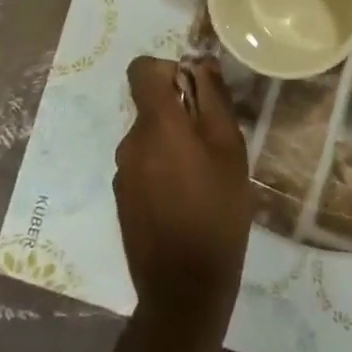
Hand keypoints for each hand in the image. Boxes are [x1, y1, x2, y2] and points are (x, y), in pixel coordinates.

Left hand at [115, 56, 252, 336]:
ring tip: (205, 174)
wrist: (184, 288)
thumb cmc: (217, 210)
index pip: (142, 69)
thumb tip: (200, 63)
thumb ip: (213, 99)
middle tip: (214, 141)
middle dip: (180, 112)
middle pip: (150, 106)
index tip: (195, 90)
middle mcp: (130, 142)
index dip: (168, 69)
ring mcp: (122, 173)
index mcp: (156, 123)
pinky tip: (187, 198)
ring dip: (173, 143)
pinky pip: (143, 165)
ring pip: (149, 137)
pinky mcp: (122, 199)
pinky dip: (163, 168)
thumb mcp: (229, 148)